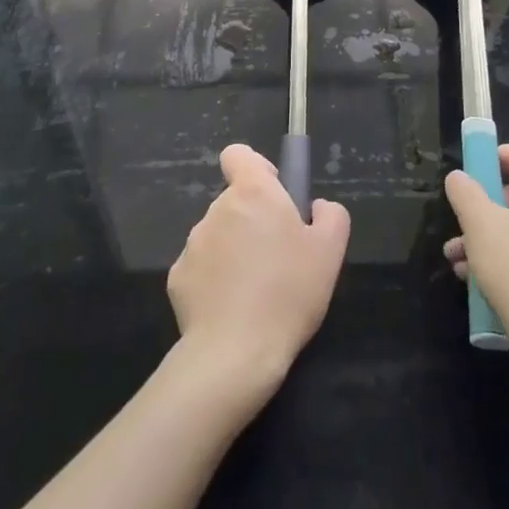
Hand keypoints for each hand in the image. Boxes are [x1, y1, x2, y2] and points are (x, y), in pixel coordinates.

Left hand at [167, 144, 349, 392]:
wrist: (236, 353)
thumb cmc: (289, 293)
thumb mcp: (330, 251)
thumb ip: (330, 215)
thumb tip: (315, 207)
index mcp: (253, 193)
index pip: (238, 154)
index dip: (255, 169)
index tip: (274, 197)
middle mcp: (217, 208)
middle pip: (234, 200)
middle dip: (252, 219)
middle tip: (276, 257)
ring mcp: (193, 243)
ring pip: (218, 234)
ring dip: (233, 249)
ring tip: (255, 289)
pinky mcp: (177, 277)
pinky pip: (201, 267)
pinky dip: (214, 279)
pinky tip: (231, 308)